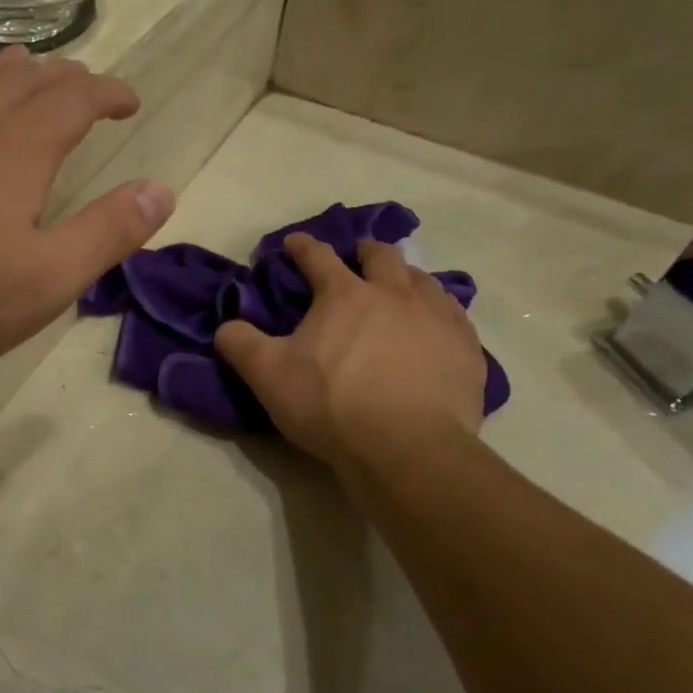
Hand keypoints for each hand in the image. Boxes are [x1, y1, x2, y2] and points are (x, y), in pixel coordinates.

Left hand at [0, 46, 175, 372]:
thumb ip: (106, 233)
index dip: (106, 93)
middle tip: (83, 82)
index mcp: (14, 153)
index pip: (72, 101)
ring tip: (26, 69)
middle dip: (62, 77)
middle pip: (22, 82)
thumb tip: (160, 190)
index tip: (129, 100)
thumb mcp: (46, 280)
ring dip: (10, 75)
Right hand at [214, 235, 486, 472]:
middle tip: (356, 257)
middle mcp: (394, 294)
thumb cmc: (331, 406)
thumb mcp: (268, 376)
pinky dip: (439, 310)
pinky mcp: (466, 347)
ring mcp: (436, 318)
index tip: (293, 243)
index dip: (302, 246)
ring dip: (406, 276)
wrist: (408, 448)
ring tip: (400, 287)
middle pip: (381, 256)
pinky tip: (436, 324)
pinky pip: (455, 314)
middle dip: (364, 251)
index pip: (317, 257)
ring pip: (423, 279)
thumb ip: (240, 344)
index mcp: (344, 295)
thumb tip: (226, 325)